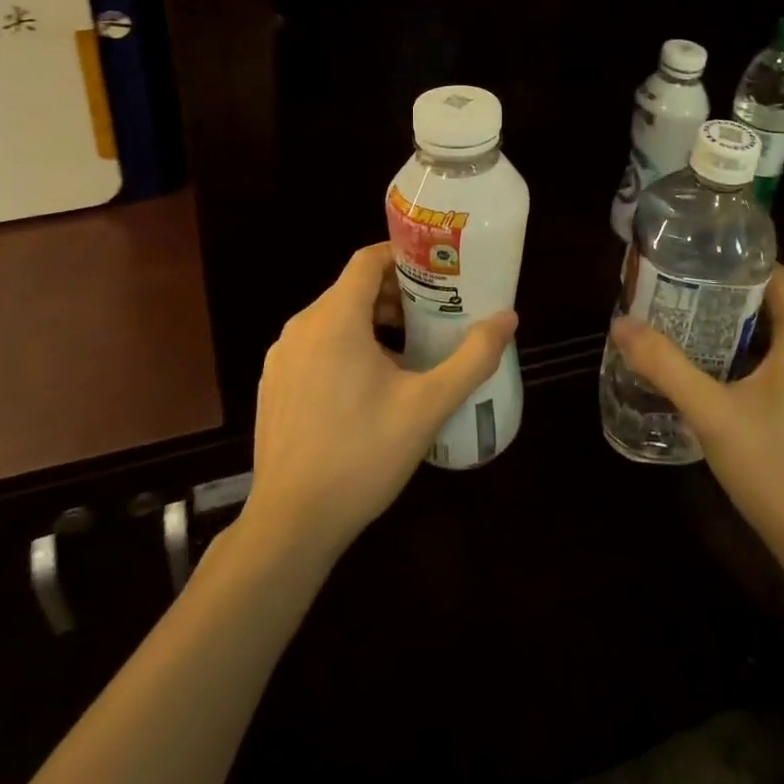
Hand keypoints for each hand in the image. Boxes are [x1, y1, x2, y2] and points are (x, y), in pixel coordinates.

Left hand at [240, 244, 517, 566]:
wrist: (290, 526)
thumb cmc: (362, 455)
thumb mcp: (428, 405)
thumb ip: (472, 357)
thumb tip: (508, 318)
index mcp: (334, 319)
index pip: (368, 260)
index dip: (404, 258)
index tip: (438, 274)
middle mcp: (301, 328)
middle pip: (353, 289)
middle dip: (396, 295)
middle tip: (435, 316)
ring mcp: (282, 359)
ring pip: (334, 319)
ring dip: (373, 323)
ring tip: (411, 352)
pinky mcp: (275, 386)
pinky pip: (315, 347)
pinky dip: (346, 347)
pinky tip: (372, 388)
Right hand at [611, 265, 783, 579]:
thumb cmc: (775, 470)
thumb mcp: (711, 415)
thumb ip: (666, 366)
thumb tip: (621, 324)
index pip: (778, 276)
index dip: (739, 265)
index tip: (699, 265)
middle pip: (778, 307)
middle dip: (732, 301)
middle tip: (685, 301)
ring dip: (746, 334)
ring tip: (698, 337)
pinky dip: (763, 362)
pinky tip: (730, 384)